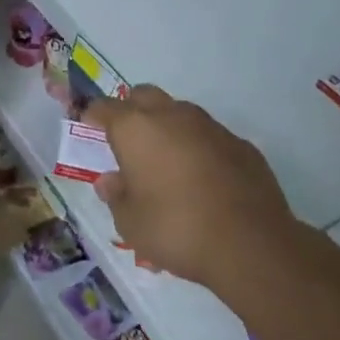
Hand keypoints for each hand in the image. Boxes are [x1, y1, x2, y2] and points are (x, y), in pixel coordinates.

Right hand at [86, 85, 299, 291]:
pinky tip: (203, 178)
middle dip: (131, 111)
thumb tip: (110, 181)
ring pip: (179, 112)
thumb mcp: (131, 223)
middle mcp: (171, 116)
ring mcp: (209, 126)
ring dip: (167, 127)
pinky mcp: (241, 144)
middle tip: (127, 141)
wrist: (251, 244)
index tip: (89, 129)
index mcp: (135, 128)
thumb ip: (116, 196)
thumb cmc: (176, 229)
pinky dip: (199, 147)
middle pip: (143, 96)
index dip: (93, 116)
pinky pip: (209, 136)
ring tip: (166, 161)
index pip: (104, 108)